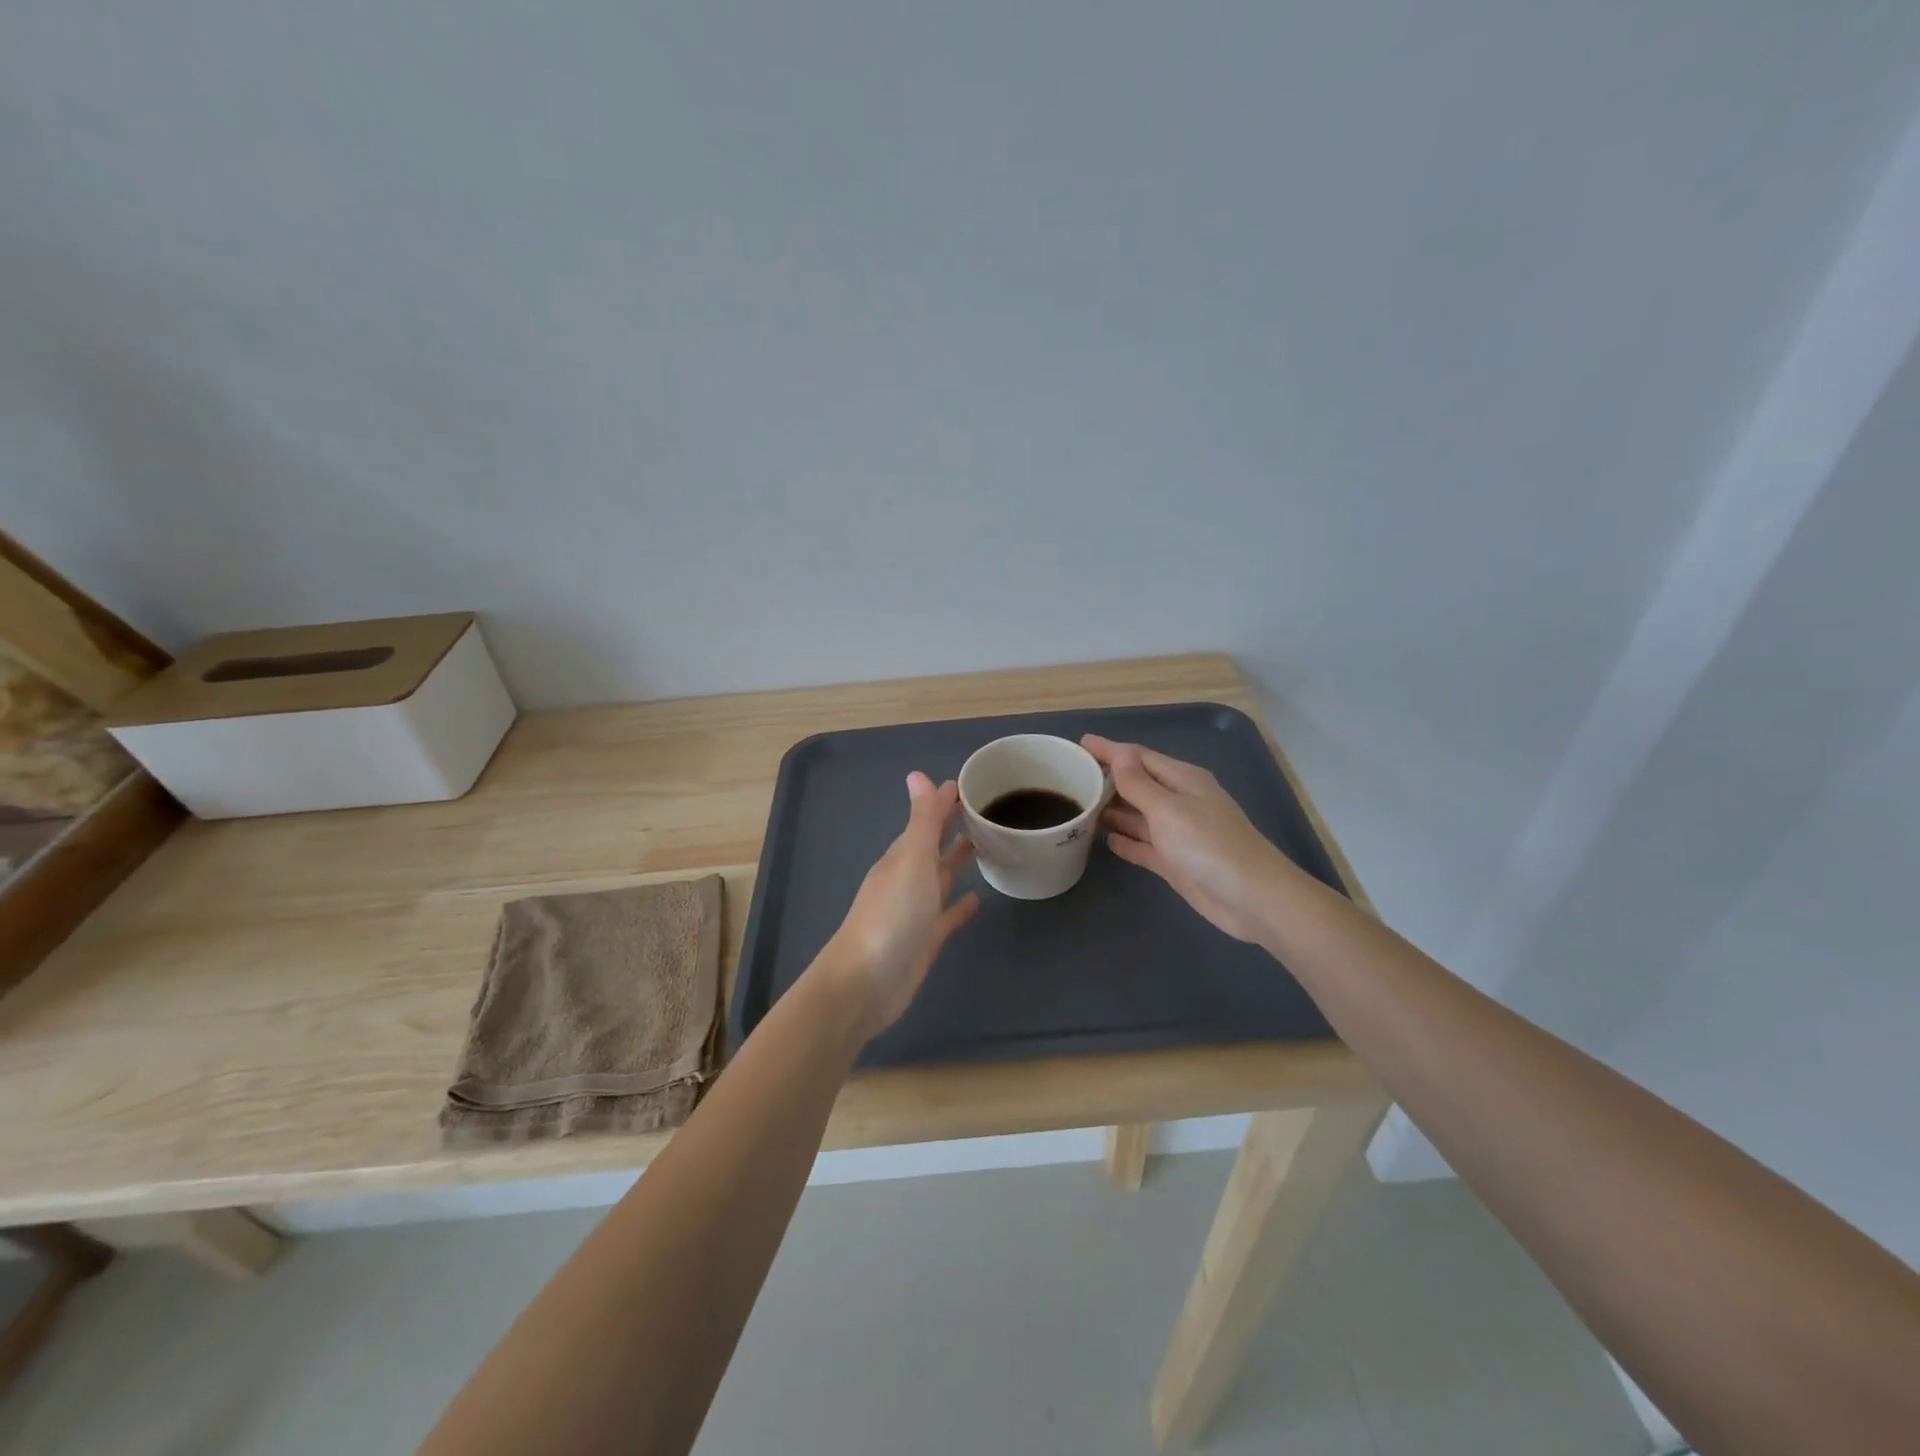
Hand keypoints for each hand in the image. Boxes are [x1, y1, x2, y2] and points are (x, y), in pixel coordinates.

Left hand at [819, 772, 979, 1038]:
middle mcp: (908, 878)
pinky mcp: (925, 940)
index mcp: (903, 856)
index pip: (927, 819)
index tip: (973, 784)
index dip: (945, 801)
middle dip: (952, 827)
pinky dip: (960, 906)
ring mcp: (915, 910)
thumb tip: (918, 774)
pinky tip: (978, 900)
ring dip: (956, 861)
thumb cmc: (891, 915)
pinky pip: (947, 916)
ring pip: (940, 877)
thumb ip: (921, 821)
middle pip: (933, 845)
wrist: (866, 983)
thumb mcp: (911, 861)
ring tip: (984, 844)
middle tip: (984, 810)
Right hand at [1082, 735, 1290, 944]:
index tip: (1079, 744)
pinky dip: (1126, 841)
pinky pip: (1144, 845)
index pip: (1138, 757)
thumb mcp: (1168, 809)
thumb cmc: (1209, 846)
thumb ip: (1139, 784)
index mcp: (1182, 780)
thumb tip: (1119, 754)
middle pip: (1137, 784)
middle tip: (1071, 777)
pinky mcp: (1175, 862)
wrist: (1252, 899)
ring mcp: (1177, 834)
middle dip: (1107, 779)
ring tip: (1080, 807)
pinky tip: (1106, 841)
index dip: (1109, 750)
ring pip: (1138, 815)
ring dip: (1112, 811)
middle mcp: (1179, 802)